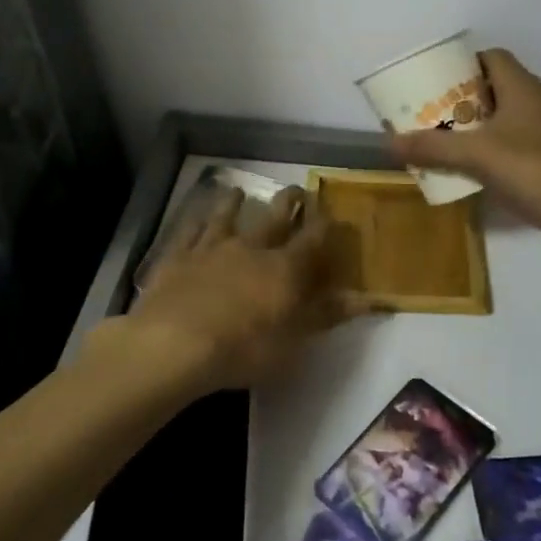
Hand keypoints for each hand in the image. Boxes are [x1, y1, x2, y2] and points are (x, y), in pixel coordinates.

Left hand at [120, 185, 369, 393]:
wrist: (174, 343)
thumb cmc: (242, 349)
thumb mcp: (293, 342)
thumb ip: (326, 315)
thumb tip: (367, 299)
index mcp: (284, 268)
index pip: (313, 239)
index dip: (325, 225)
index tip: (333, 214)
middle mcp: (251, 247)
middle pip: (275, 217)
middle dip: (289, 202)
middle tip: (297, 190)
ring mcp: (212, 247)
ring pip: (227, 215)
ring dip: (236, 203)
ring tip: (239, 191)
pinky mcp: (178, 255)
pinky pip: (190, 229)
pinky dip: (197, 218)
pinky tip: (197, 213)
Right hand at [388, 49, 540, 256]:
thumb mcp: (479, 157)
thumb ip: (434, 148)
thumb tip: (388, 141)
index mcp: (525, 88)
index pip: (493, 58)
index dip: (464, 65)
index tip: (438, 85)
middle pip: (503, 90)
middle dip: (469, 103)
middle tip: (439, 122)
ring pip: (519, 121)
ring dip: (490, 131)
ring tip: (459, 152)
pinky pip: (534, 148)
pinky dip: (511, 156)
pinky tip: (494, 180)